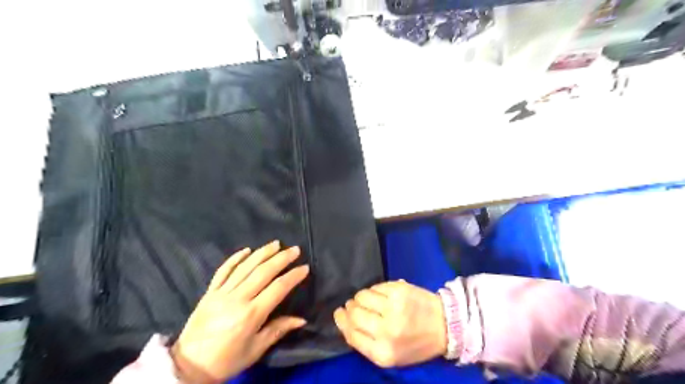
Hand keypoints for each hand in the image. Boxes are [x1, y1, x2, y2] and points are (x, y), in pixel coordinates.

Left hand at [172, 242, 310, 381]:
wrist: (189, 366)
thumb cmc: (227, 360)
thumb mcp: (256, 350)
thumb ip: (278, 330)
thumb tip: (302, 319)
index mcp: (251, 314)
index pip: (278, 288)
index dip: (293, 276)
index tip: (304, 267)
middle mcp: (237, 299)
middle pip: (263, 272)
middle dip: (281, 259)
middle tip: (295, 249)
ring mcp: (221, 293)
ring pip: (245, 267)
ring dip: (262, 253)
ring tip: (276, 243)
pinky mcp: (210, 292)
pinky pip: (223, 271)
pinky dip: (235, 258)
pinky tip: (247, 250)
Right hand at [333, 281, 450, 367]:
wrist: (445, 325)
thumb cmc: (416, 343)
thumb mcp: (391, 355)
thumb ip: (366, 342)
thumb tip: (345, 321)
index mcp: (383, 353)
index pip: (351, 334)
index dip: (342, 321)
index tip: (339, 313)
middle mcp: (387, 330)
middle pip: (354, 313)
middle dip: (350, 307)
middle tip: (352, 304)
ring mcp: (393, 308)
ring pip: (362, 296)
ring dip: (361, 297)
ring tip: (369, 300)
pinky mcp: (399, 290)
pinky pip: (375, 287)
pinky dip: (374, 290)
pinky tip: (381, 294)